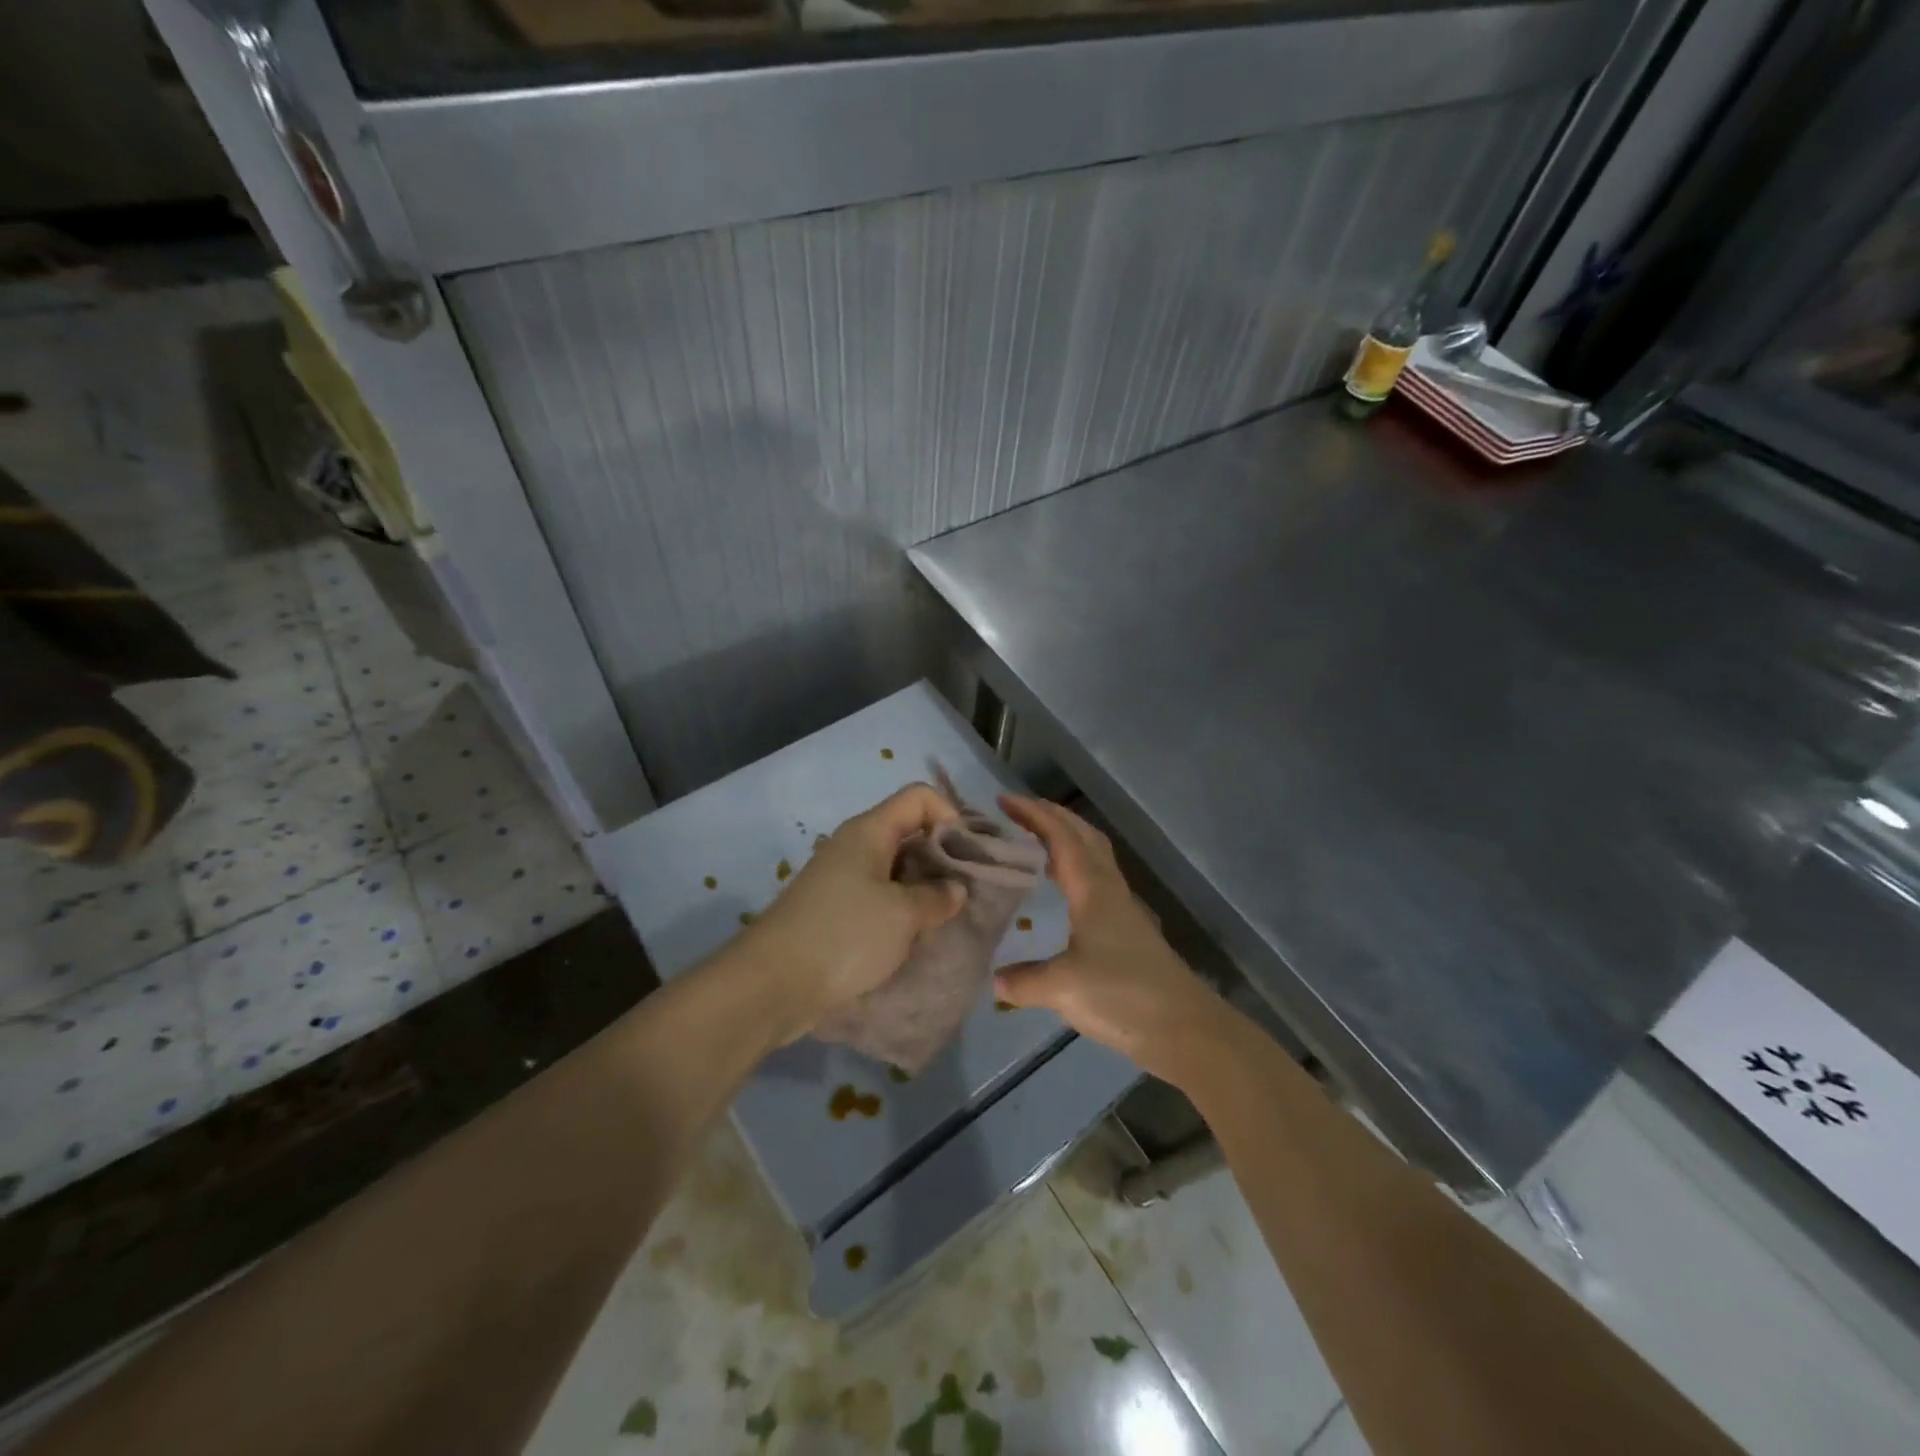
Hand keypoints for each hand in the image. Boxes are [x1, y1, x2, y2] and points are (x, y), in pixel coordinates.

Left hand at [733, 783, 966, 1041]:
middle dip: (942, 857)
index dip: (950, 815)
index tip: (967, 855)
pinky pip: (879, 897)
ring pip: (896, 869)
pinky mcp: (835, 911)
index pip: (920, 797)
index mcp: (870, 831)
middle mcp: (854, 846)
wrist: (772, 985)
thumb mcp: (903, 915)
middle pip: (909, 832)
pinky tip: (915, 937)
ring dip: (923, 889)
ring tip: (945, 919)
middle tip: (966, 891)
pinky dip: (901, 910)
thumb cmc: (844, 936)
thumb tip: (955, 889)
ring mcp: (842, 879)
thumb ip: (937, 897)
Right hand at [995, 795, 1235, 1084]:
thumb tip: (994, 978)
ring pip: (1094, 857)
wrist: (1185, 1028)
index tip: (1004, 800)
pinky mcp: (1128, 930)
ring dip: (1066, 839)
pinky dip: (1075, 869)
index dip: (1034, 814)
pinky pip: (1097, 881)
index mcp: (1093, 890)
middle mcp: (1110, 889)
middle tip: (1018, 812)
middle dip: (1052, 816)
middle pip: (1083, 836)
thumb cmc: (1124, 996)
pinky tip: (1062, 892)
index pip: (1062, 837)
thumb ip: (1025, 980)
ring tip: (1034, 843)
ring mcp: (1123, 909)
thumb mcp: (1063, 988)